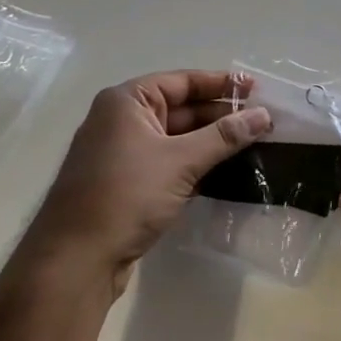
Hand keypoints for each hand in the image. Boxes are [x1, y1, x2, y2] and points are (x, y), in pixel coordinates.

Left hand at [22, 70, 270, 297]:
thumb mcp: (181, 161)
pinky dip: (195, 163)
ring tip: (252, 143)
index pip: (182, 80)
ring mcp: (122, 153)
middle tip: (262, 119)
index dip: (221, 84)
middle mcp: (121, 120)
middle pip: (180, 107)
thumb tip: (264, 115)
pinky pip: (168, 161)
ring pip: (176, 137)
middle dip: (220, 114)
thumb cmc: (126, 195)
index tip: (257, 89)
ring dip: (211, 141)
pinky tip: (225, 170)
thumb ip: (225, 136)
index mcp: (126, 101)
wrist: (76, 260)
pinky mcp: (126, 183)